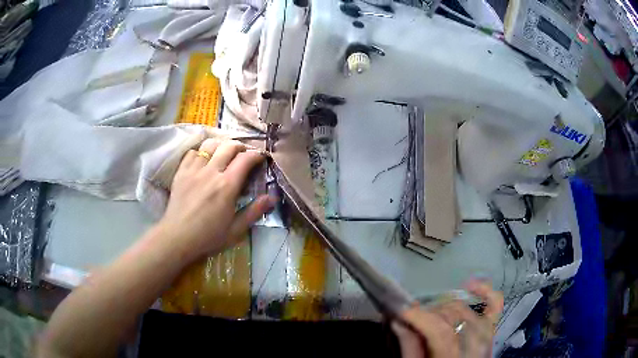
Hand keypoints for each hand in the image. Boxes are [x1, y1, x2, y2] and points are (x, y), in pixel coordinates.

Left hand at [158, 139, 275, 261]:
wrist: (177, 238)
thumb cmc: (208, 237)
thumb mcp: (236, 230)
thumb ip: (254, 211)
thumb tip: (272, 197)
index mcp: (227, 186)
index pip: (245, 159)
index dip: (256, 154)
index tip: (261, 157)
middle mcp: (211, 172)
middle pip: (229, 146)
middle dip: (240, 146)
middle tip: (244, 154)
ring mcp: (194, 170)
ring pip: (210, 145)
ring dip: (221, 145)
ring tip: (224, 153)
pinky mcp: (181, 172)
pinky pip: (192, 152)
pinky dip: (201, 152)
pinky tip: (204, 160)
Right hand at [392, 280, 503, 357]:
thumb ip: (409, 349)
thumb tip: (399, 322)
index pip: (440, 331)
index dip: (420, 317)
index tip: (401, 310)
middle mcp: (476, 344)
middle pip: (452, 316)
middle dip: (429, 312)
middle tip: (412, 316)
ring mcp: (487, 334)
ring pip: (466, 308)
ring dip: (445, 305)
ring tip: (430, 312)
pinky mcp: (491, 330)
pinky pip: (494, 305)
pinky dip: (484, 292)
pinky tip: (470, 285)